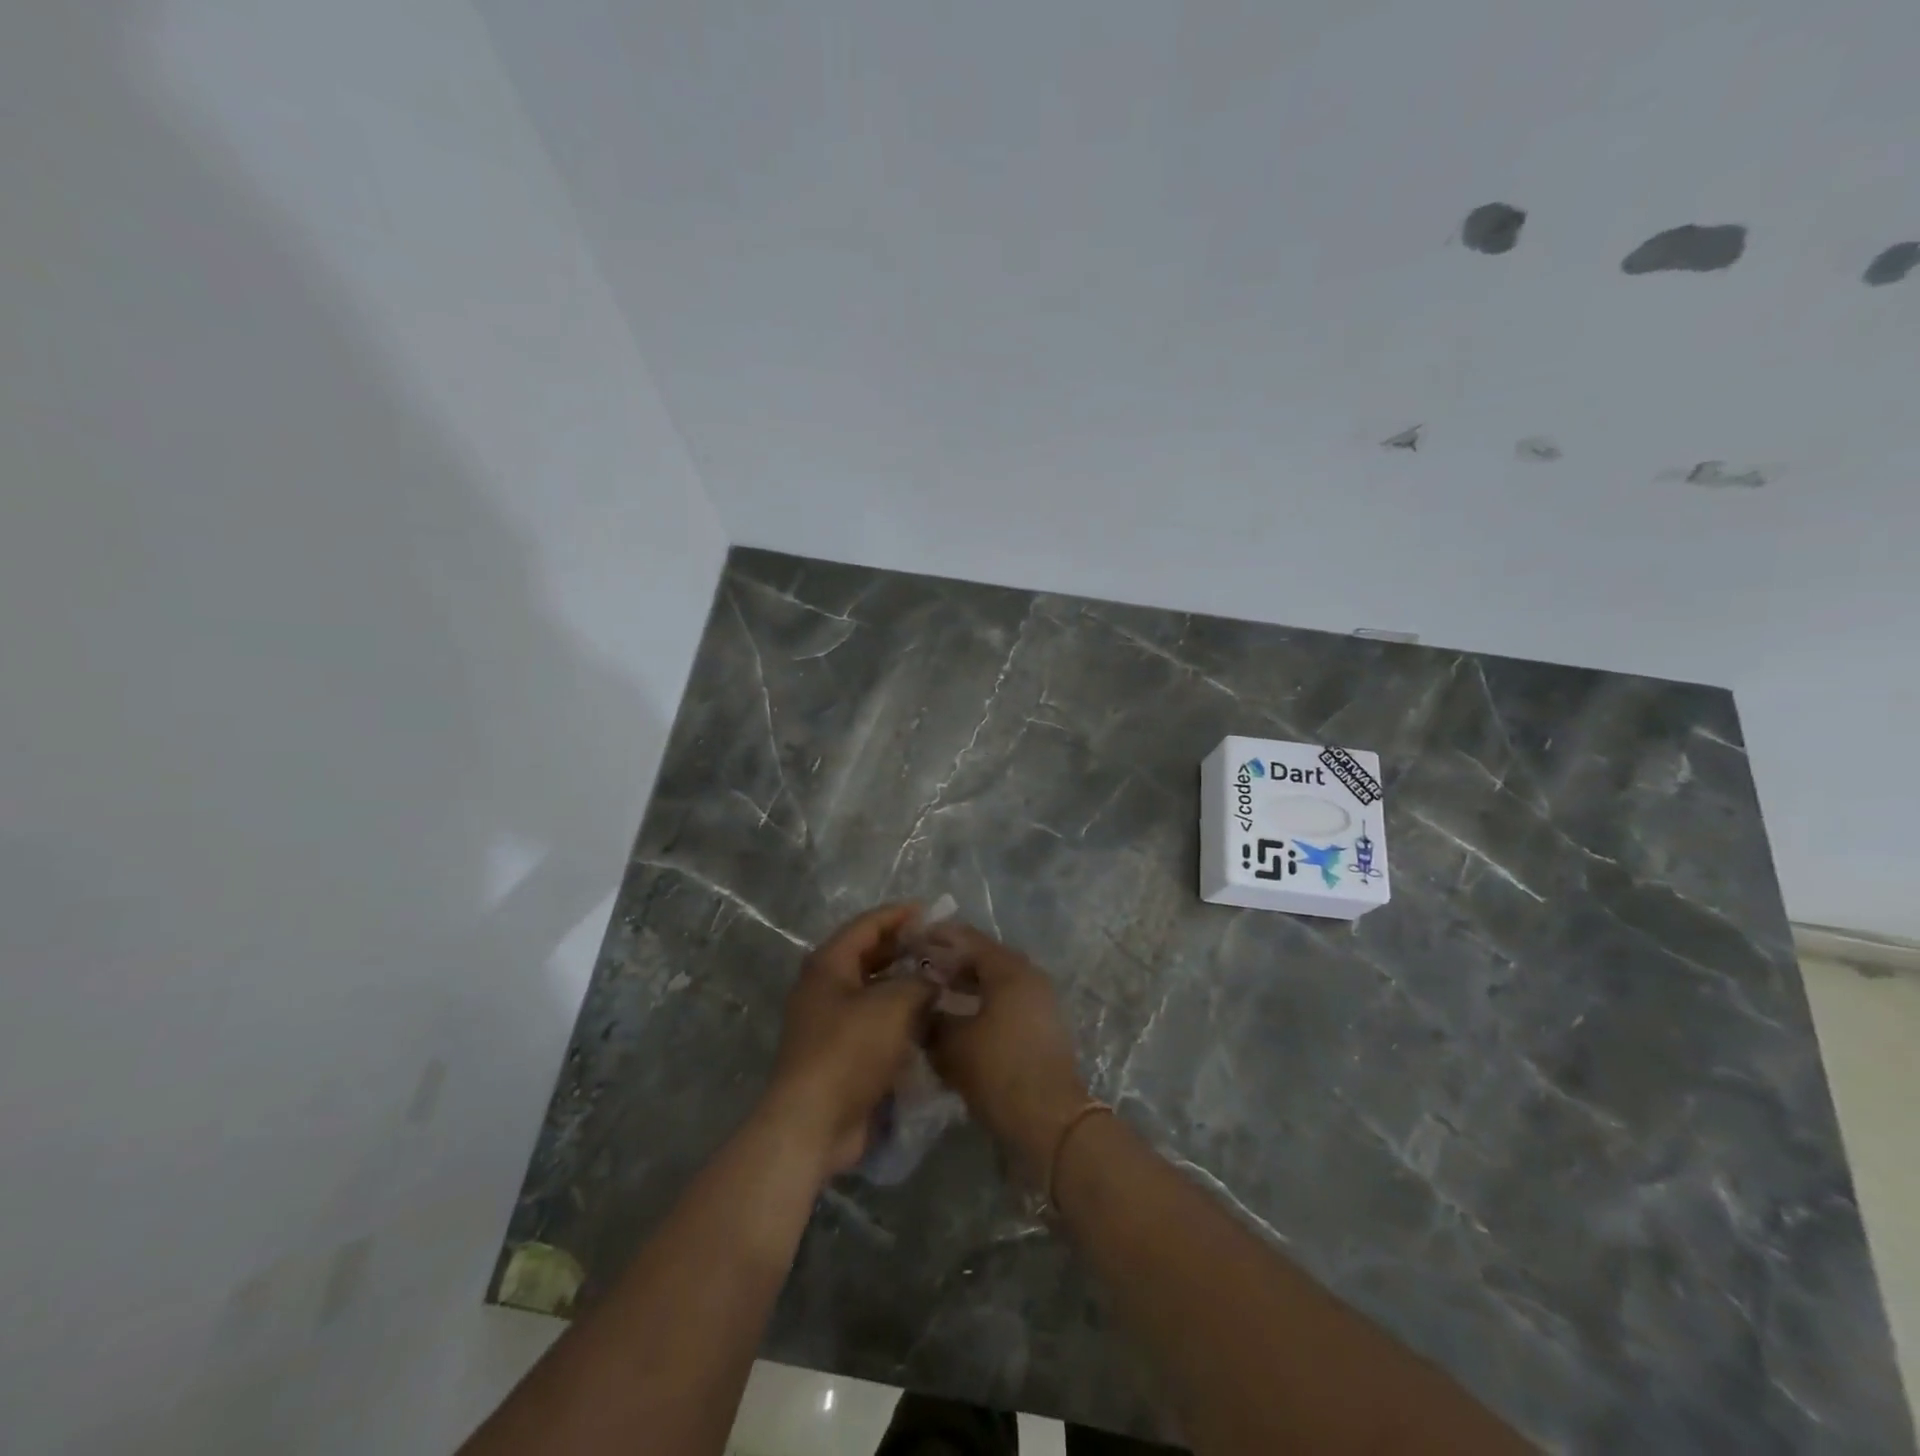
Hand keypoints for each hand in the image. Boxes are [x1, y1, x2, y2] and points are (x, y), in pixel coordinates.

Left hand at [764, 904, 935, 1179]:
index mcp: (829, 965)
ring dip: (906, 984)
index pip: (867, 925)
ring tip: (943, 980)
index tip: (931, 910)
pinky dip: (901, 1017)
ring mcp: (832, 1022)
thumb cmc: (849, 1051)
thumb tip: (935, 979)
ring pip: (875, 991)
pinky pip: (876, 1023)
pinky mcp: (843, 1053)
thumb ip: (920, 982)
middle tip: (942, 946)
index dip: (899, 914)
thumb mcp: (892, 1006)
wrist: (813, 1123)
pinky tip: (930, 1020)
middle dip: (905, 948)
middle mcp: (826, 988)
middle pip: (870, 956)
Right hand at [922, 923, 1089, 1180]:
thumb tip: (919, 1008)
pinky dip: (981, 1005)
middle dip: (951, 963)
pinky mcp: (1042, 1029)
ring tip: (933, 996)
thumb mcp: (952, 1044)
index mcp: (1010, 970)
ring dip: (966, 987)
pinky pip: (1005, 1004)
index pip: (968, 940)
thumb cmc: (998, 1071)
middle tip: (919, 969)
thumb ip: (931, 1019)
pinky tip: (957, 1022)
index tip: (912, 941)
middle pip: (984, 960)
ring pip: (995, 984)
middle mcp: (1029, 978)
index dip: (938, 938)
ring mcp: (1040, 1003)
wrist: (1049, 1121)